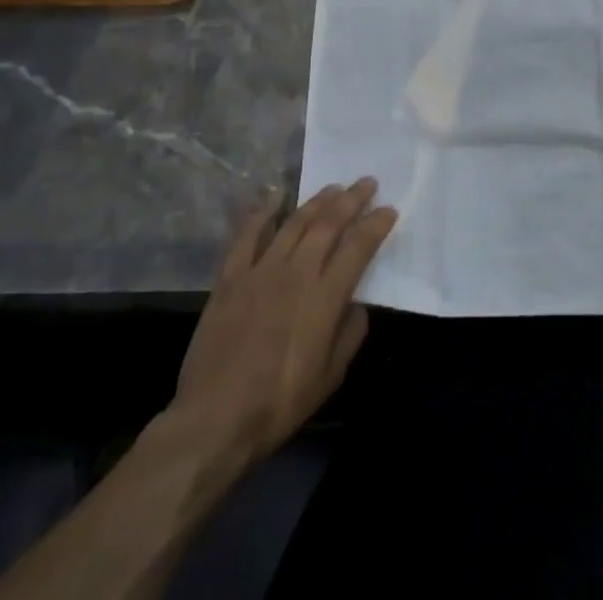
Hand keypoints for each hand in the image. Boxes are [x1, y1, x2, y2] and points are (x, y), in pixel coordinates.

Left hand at [159, 178, 397, 475]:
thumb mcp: (330, 377)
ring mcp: (260, 270)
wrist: (214, 419)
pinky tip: (274, 198)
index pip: (358, 247)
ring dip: (317, 201)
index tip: (389, 209)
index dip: (376, 224)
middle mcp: (296, 272)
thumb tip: (358, 305)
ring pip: (294, 222)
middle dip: (352, 199)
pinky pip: (247, 235)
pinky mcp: (230, 277)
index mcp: (325, 297)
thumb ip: (350, 335)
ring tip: (333, 188)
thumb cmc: (279, 404)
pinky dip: (262, 213)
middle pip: (329, 223)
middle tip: (367, 183)